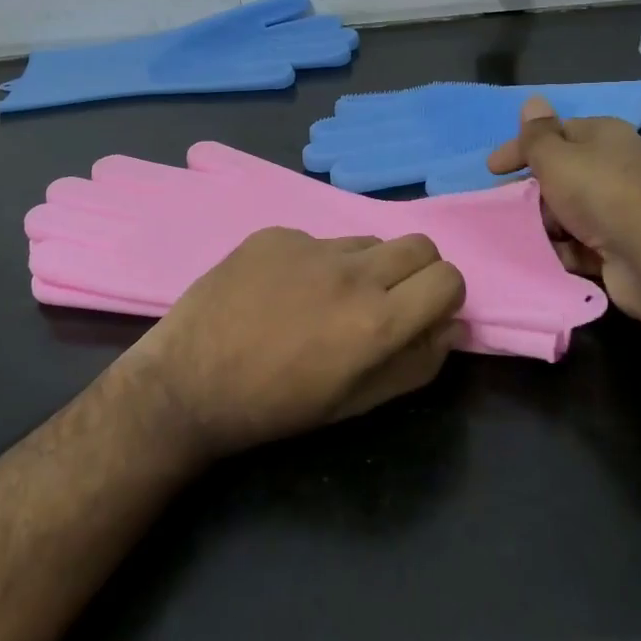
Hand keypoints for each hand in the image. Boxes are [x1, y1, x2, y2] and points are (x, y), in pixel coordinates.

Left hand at [122, 228, 466, 460]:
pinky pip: (317, 239)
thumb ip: (415, 364)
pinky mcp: (275, 233)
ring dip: (365, 266)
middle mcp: (351, 272)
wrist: (189, 382)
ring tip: (324, 300)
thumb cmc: (277, 406)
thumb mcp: (356, 403)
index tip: (422, 313)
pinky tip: (280, 291)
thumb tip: (451, 326)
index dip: (443, 297)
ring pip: (367, 240)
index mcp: (377, 322)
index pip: (448, 279)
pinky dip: (314, 262)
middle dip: (417, 271)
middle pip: (419, 244)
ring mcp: (309, 245)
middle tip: (385, 301)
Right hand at [486, 95, 640, 318]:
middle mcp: (614, 167)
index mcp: (603, 137)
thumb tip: (533, 99)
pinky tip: (547, 257)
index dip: (521, 148)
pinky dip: (562, 249)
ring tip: (523, 235)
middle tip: (503, 205)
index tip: (491, 169)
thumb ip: (537, 135)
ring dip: (544, 224)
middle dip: (530, 190)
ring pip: (567, 212)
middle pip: (560, 175)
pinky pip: (579, 243)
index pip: (554, 133)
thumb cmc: (600, 194)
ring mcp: (619, 209)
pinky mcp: (620, 246)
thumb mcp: (557, 157)